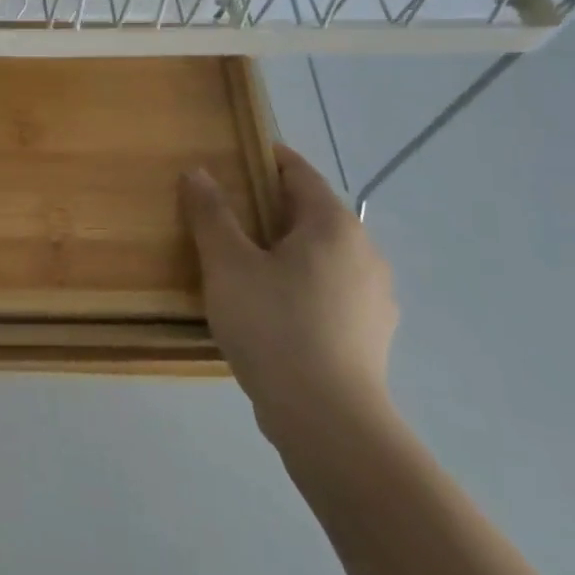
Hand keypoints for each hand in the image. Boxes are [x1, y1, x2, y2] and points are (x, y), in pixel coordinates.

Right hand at [182, 146, 396, 450]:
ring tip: (244, 264)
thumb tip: (199, 172)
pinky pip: (330, 290)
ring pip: (323, 254)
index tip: (233, 157)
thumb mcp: (227, 264)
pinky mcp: (371, 332)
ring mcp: (375, 296)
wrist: (327, 418)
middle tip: (225, 213)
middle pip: (312, 213)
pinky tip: (271, 308)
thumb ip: (212, 214)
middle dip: (270, 207)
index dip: (266, 159)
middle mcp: (364, 252)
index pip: (299, 173)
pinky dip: (301, 284)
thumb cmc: (273, 325)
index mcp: (333, 225)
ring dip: (286, 249)